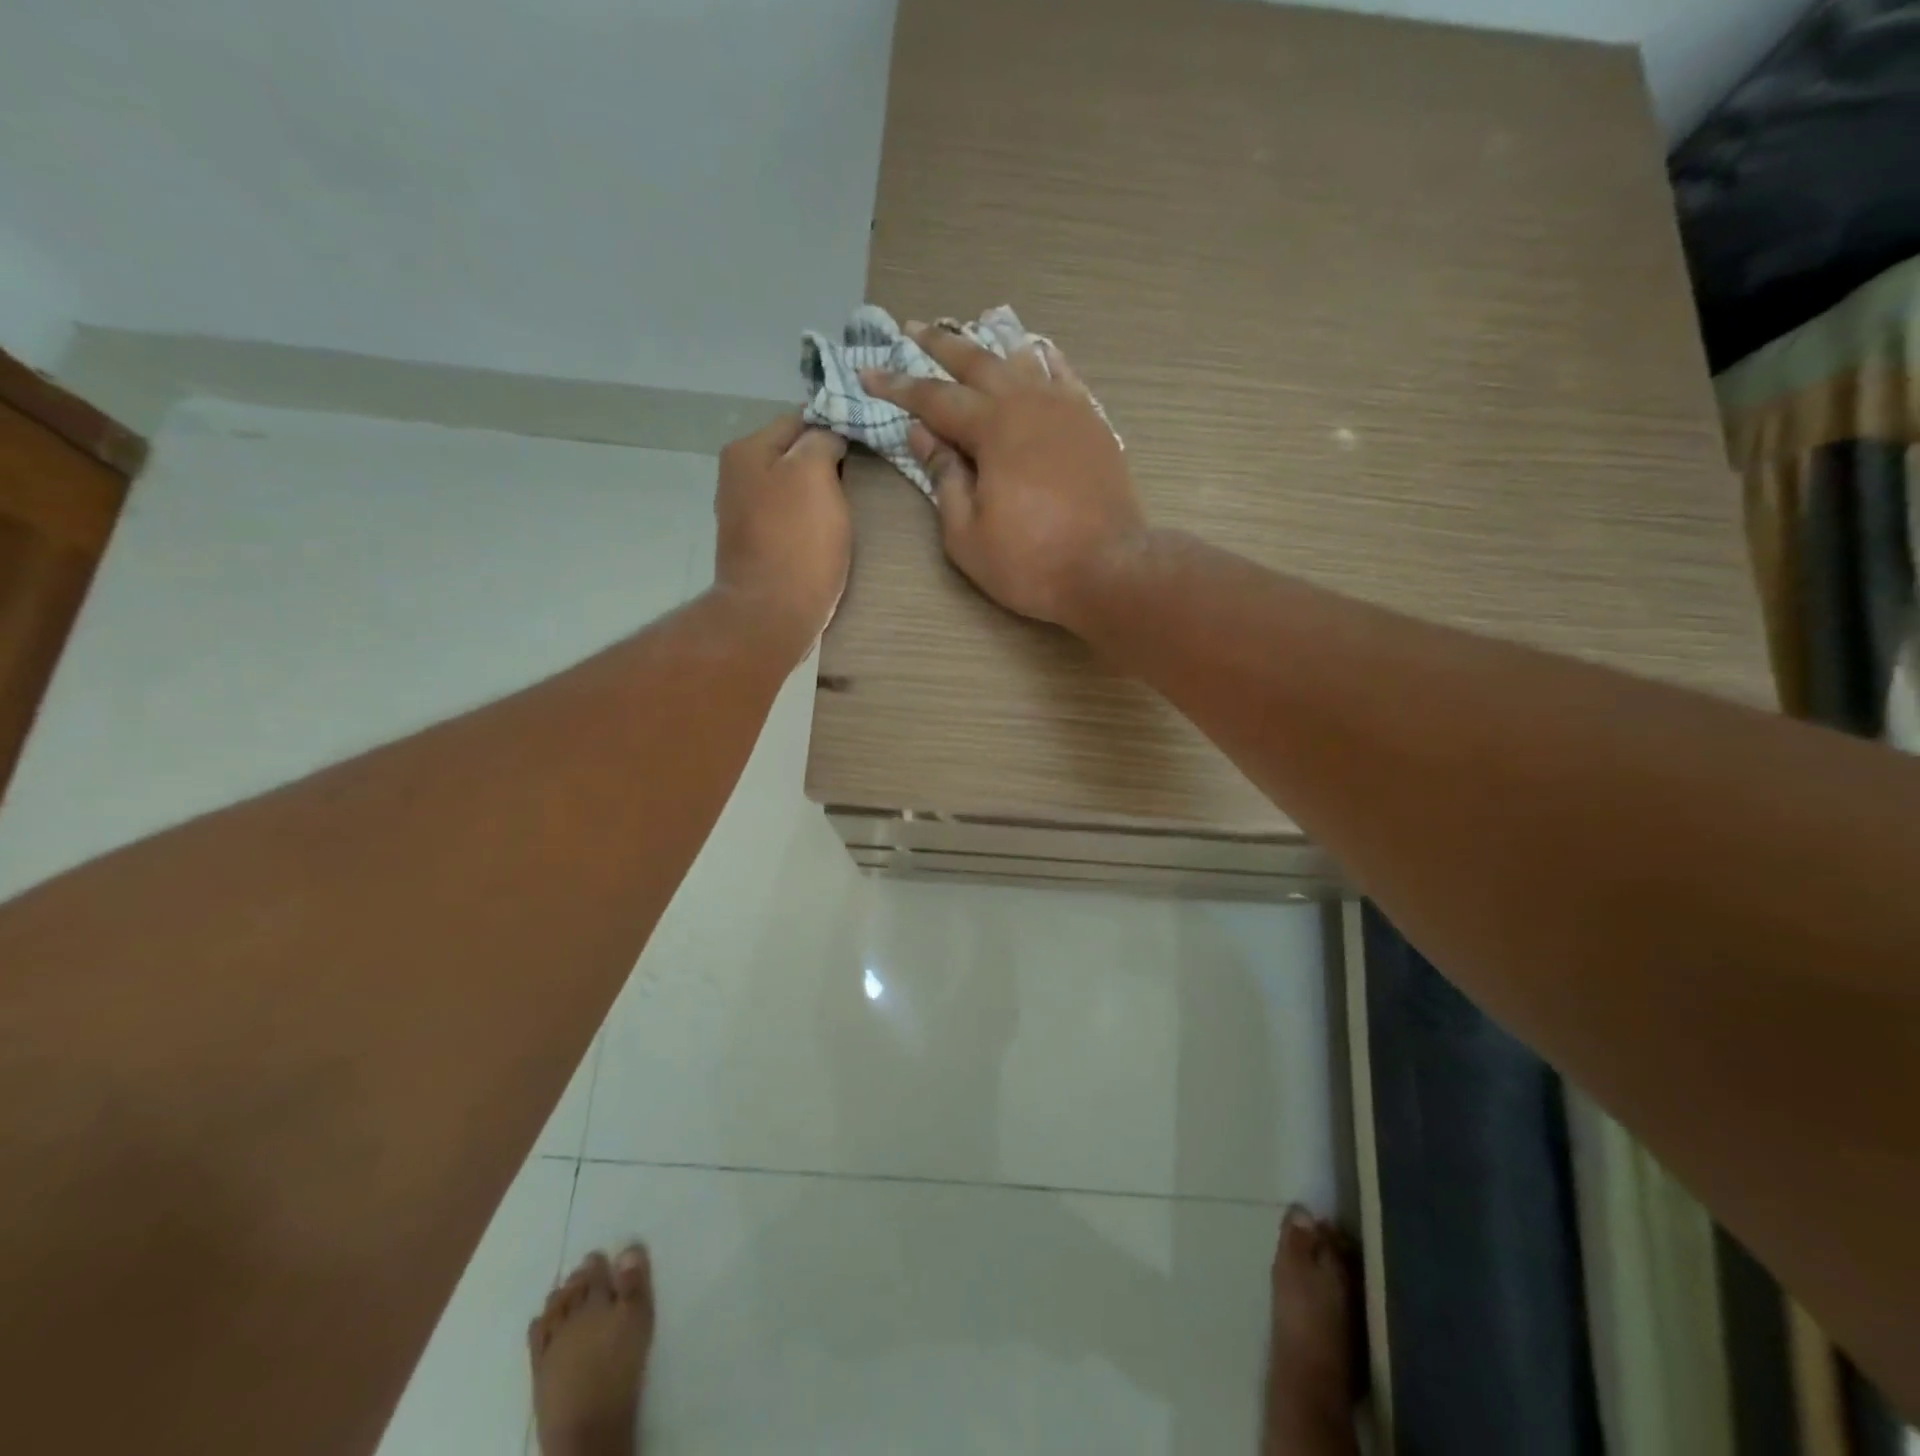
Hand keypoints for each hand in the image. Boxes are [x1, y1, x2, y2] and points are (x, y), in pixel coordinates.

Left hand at [710, 412, 849, 654]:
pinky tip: (827, 536)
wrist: (772, 614)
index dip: (835, 428)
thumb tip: (827, 436)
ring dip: (819, 496)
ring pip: (792, 490)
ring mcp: (744, 515)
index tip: (867, 444)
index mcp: (747, 450)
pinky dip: (809, 523)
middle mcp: (737, 476)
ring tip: (849, 509)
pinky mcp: (756, 548)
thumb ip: (821, 441)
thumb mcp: (814, 473)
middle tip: (862, 477)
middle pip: (792, 456)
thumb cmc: (797, 540)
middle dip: (826, 463)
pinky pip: (789, 521)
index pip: (798, 420)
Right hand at [863, 325, 1146, 629]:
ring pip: (1022, 360)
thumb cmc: (1030, 561)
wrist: (1109, 570)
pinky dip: (1043, 358)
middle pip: (977, 362)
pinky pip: (1064, 376)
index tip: (867, 371)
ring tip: (970, 331)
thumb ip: (943, 479)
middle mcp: (1029, 404)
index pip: (934, 398)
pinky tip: (1035, 349)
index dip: (897, 385)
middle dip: (940, 345)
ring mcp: (1066, 409)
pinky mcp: (1092, 424)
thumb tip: (923, 435)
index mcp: (993, 428)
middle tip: (912, 328)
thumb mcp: (968, 534)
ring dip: (990, 345)